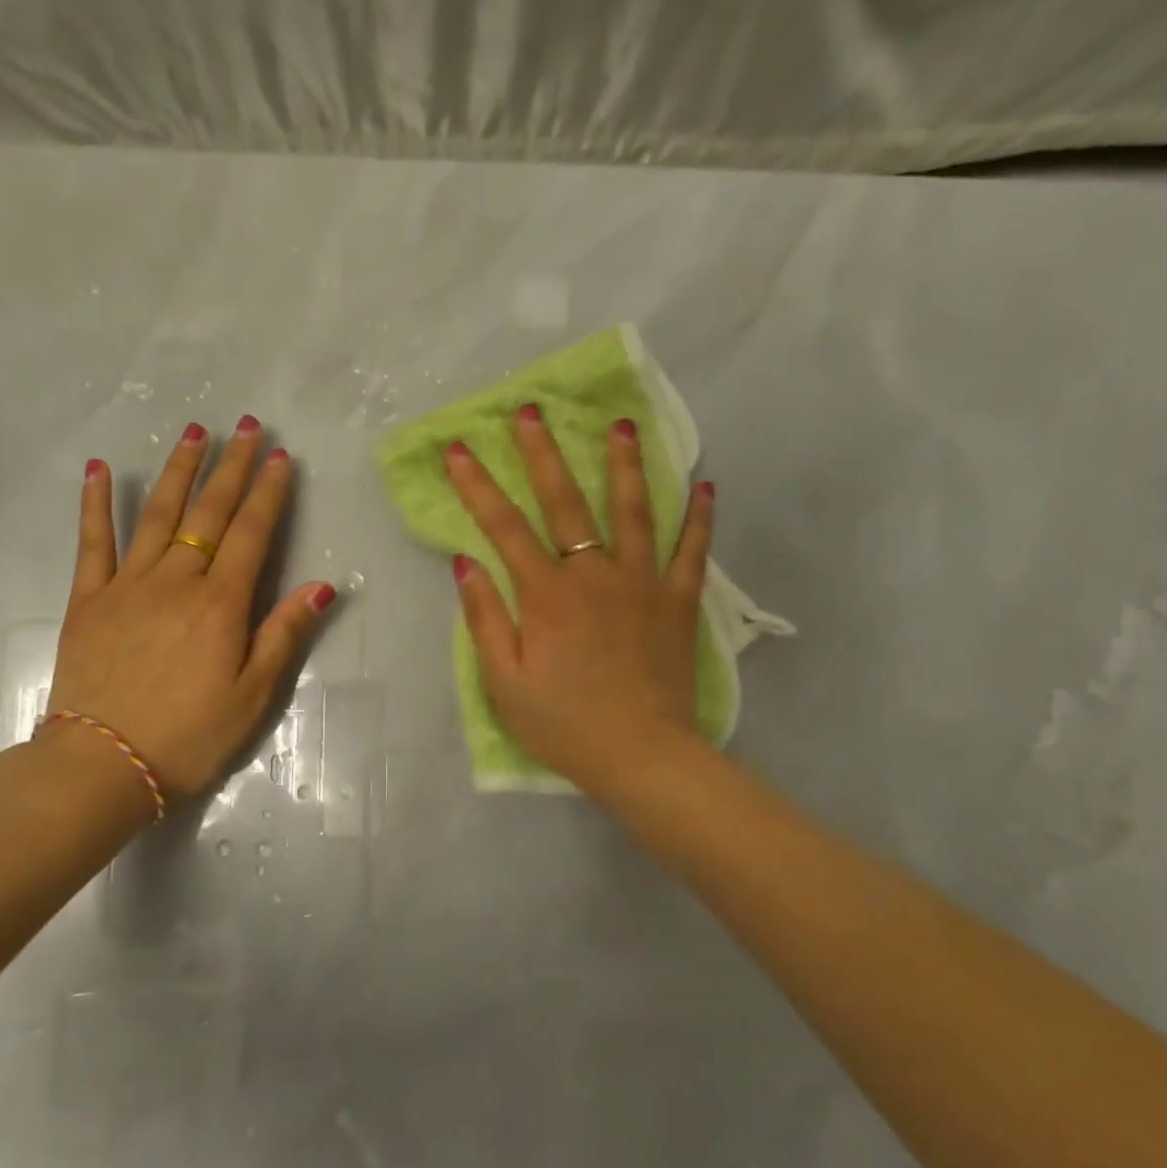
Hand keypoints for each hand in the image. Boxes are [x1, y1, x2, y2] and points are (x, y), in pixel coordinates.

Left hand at [44, 416, 335, 800]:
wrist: (102, 764)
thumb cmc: (190, 736)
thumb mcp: (253, 695)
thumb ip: (284, 634)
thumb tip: (322, 586)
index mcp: (221, 604)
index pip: (252, 534)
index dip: (269, 493)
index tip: (280, 457)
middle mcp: (176, 581)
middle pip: (209, 513)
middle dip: (232, 467)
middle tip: (248, 426)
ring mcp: (127, 585)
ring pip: (157, 514)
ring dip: (178, 470)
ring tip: (194, 432)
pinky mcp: (88, 599)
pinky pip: (92, 542)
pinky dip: (95, 504)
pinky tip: (99, 469)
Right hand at [445, 407, 713, 797]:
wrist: (642, 755)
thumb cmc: (563, 723)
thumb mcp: (504, 681)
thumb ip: (484, 617)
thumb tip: (466, 562)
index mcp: (546, 594)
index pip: (504, 527)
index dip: (478, 487)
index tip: (460, 450)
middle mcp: (593, 574)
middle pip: (566, 502)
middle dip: (544, 454)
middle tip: (532, 412)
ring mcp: (642, 583)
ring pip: (633, 511)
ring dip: (624, 464)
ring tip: (621, 424)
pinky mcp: (678, 602)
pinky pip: (692, 551)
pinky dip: (699, 518)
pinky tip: (706, 487)